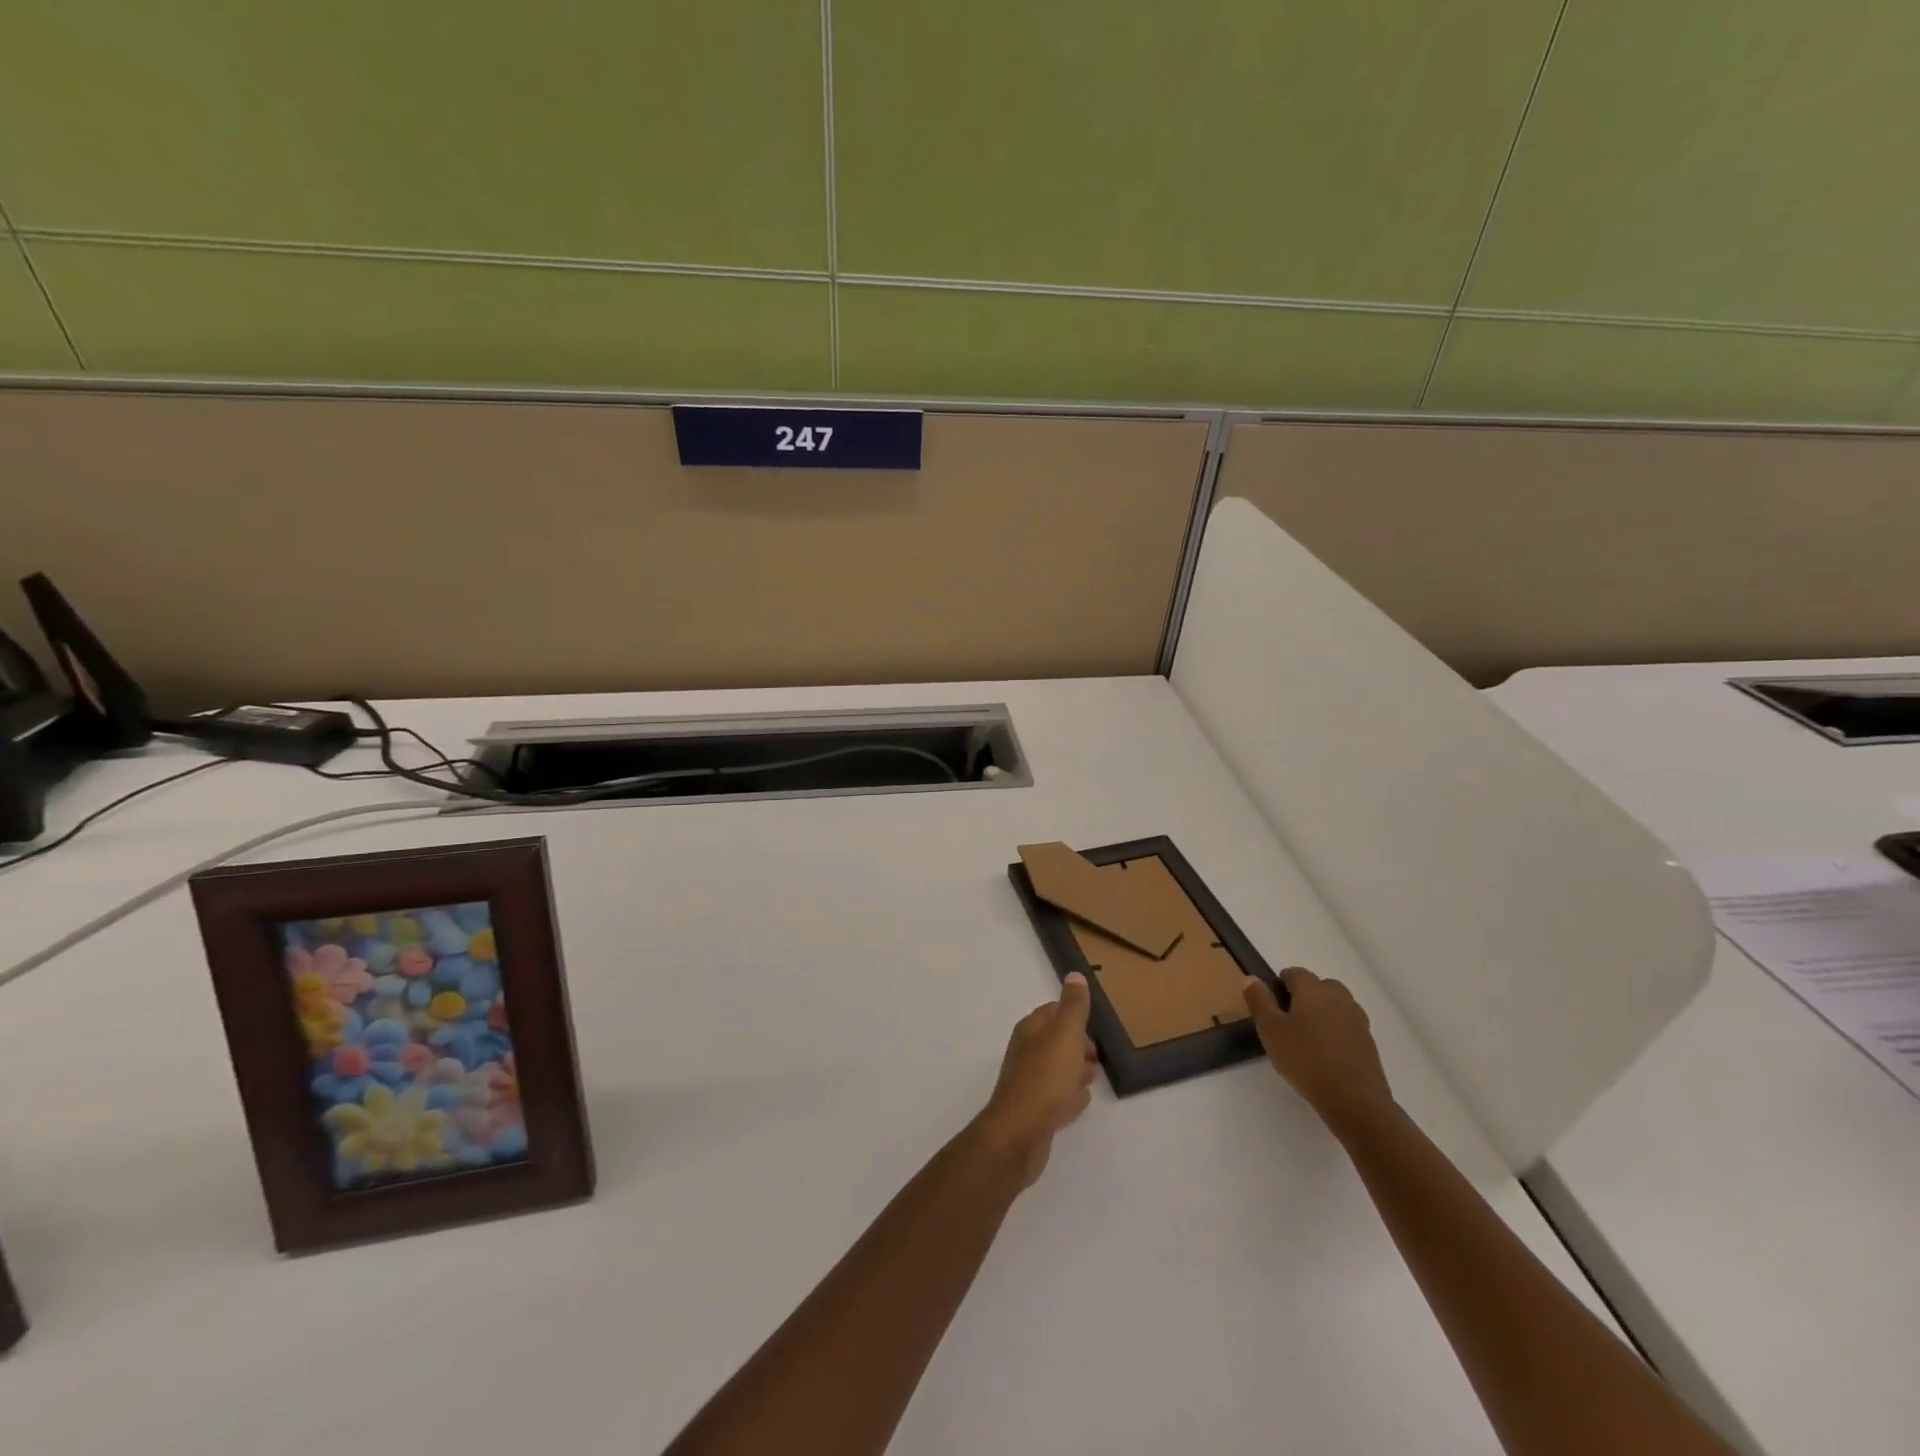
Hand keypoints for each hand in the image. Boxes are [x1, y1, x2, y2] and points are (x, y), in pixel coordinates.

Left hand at [972, 973, 1097, 1186]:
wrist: (1020, 1133)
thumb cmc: (1046, 1078)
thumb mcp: (1065, 1034)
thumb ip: (1073, 1006)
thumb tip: (1074, 975)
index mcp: (1031, 1029)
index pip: (1053, 1011)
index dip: (1074, 1016)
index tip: (1094, 1026)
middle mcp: (1026, 1051)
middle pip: (1055, 1040)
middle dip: (1076, 1044)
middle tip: (1097, 1055)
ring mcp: (1028, 1081)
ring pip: (1056, 1068)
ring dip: (1074, 1069)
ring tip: (1093, 1076)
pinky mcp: (1033, 1110)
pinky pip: (1055, 1096)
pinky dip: (1069, 1094)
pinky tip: (1080, 1101)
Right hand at [1242, 967, 1394, 1133]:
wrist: (1354, 1099)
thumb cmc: (1305, 1059)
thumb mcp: (1270, 1030)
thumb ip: (1259, 1001)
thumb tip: (1251, 978)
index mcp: (1313, 989)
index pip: (1295, 973)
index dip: (1280, 984)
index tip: (1271, 1006)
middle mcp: (1338, 997)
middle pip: (1319, 986)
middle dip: (1304, 997)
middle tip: (1288, 1021)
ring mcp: (1357, 1019)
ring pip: (1336, 1006)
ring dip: (1322, 1014)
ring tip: (1307, 1039)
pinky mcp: (1369, 1042)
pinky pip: (1347, 1027)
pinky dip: (1336, 1032)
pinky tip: (1326, 1055)